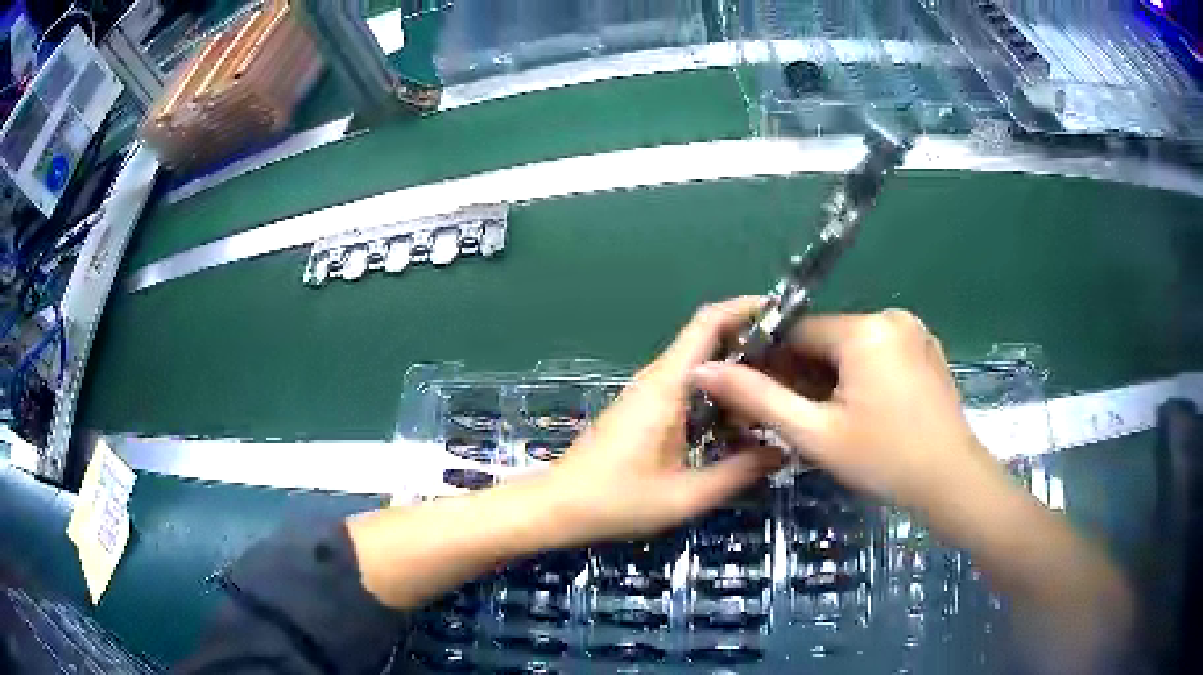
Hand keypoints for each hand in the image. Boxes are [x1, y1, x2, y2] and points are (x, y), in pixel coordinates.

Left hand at [542, 297, 782, 544]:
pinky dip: (718, 393)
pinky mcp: (644, 408)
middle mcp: (657, 378)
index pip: (708, 322)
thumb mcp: (686, 496)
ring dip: (736, 371)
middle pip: (709, 339)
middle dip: (753, 343)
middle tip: (796, 365)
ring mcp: (648, 392)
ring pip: (700, 365)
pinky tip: (740, 421)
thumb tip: (783, 451)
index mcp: (667, 385)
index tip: (786, 315)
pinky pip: (688, 386)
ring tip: (777, 392)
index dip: (746, 309)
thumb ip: (739, 472)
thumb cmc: (616, 501)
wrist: (558, 507)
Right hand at [691, 309, 990, 511]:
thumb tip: (704, 369)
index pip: (797, 331)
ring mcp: (914, 333)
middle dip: (801, 374)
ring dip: (829, 379)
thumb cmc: (884, 460)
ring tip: (823, 420)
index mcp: (865, 329)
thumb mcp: (815, 434)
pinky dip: (859, 378)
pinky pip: (878, 355)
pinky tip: (858, 414)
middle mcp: (892, 318)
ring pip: (851, 349)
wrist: (952, 483)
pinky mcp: (926, 351)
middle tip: (789, 416)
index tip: (751, 393)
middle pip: (826, 340)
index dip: (769, 360)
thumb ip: (758, 398)